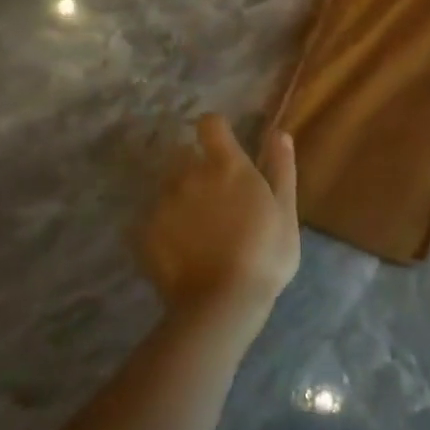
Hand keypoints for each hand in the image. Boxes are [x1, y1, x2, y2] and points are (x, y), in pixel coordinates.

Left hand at [138, 115, 299, 334]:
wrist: (222, 305)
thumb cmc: (264, 255)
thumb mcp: (285, 211)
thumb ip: (281, 168)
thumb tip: (279, 133)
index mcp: (226, 165)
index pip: (210, 123)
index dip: (215, 129)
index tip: (221, 144)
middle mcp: (190, 174)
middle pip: (184, 154)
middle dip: (194, 167)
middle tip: (212, 198)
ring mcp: (164, 203)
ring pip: (167, 187)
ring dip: (178, 197)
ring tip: (194, 228)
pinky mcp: (144, 232)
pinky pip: (150, 219)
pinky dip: (162, 228)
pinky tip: (177, 250)